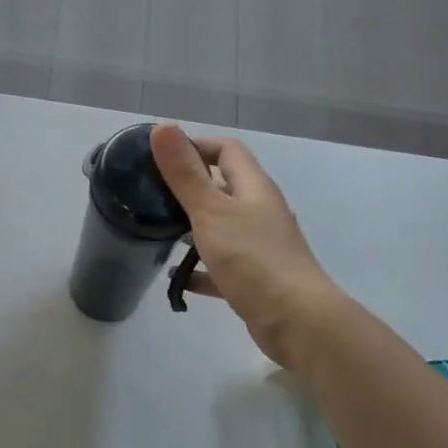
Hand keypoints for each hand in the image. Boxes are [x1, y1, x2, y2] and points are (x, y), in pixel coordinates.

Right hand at [151, 124, 336, 368]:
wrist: (297, 321)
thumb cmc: (253, 259)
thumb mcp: (211, 211)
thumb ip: (185, 173)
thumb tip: (163, 126)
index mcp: (253, 187)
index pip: (226, 150)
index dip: (195, 146)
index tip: (159, 158)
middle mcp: (259, 210)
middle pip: (222, 186)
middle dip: (188, 187)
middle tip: (150, 194)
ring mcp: (259, 245)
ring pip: (220, 225)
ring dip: (191, 226)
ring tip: (157, 231)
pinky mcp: (254, 276)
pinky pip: (220, 264)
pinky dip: (199, 267)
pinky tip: (177, 277)